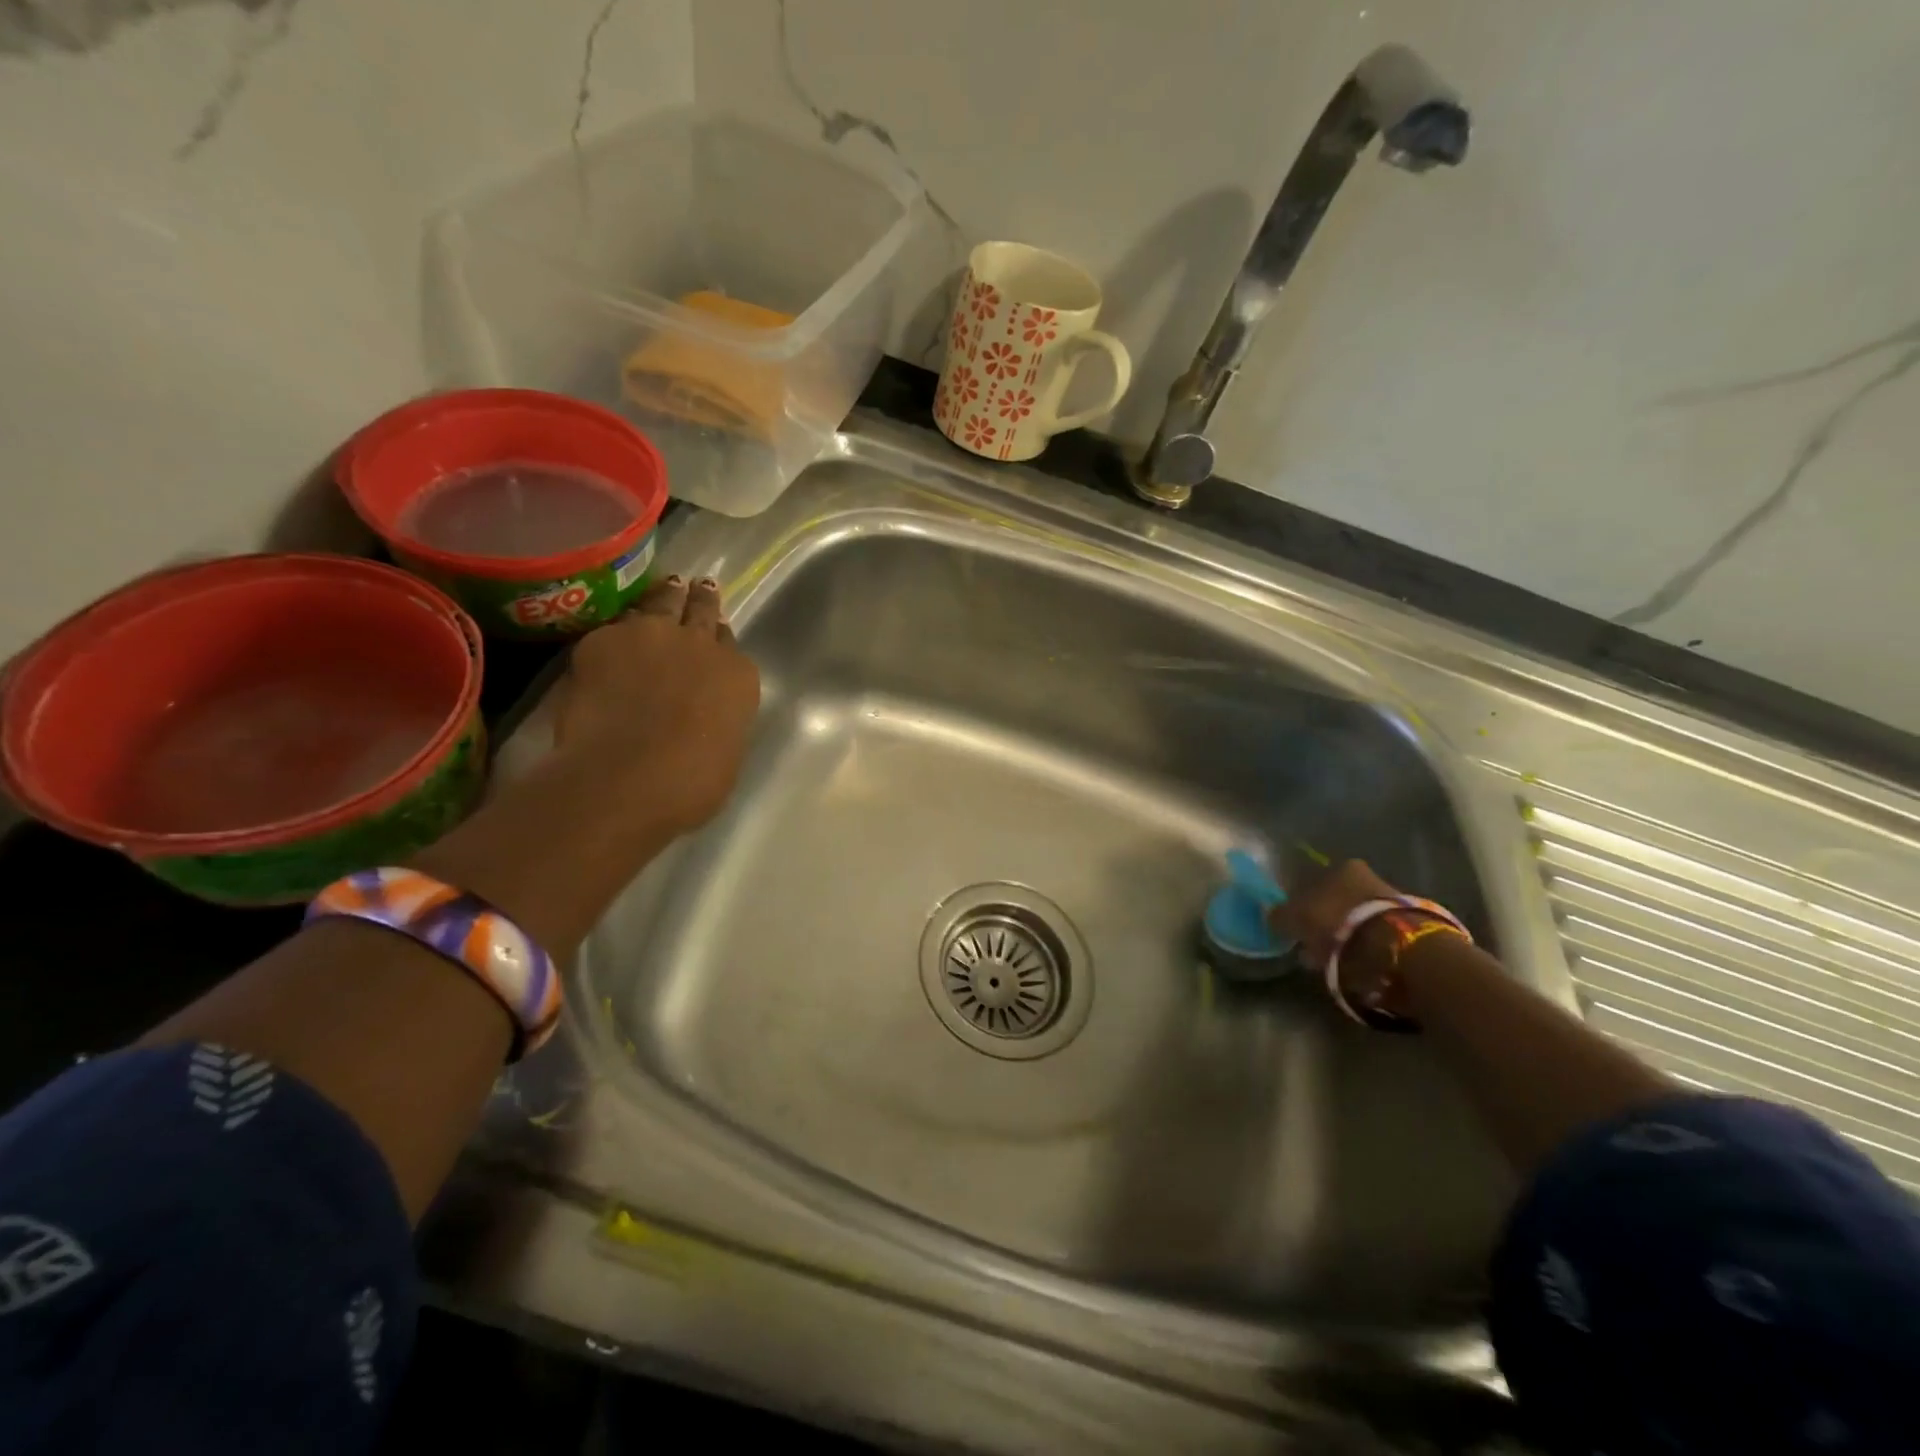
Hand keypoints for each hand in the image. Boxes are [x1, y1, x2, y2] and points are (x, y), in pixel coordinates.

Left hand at [550, 576, 760, 834]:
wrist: (627, 777)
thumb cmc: (691, 784)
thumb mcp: (724, 754)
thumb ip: (719, 721)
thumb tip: (703, 719)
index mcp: (738, 675)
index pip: (731, 644)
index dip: (721, 639)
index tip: (716, 634)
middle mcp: (701, 644)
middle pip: (701, 609)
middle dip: (700, 598)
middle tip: (698, 585)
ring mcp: (651, 635)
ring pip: (660, 602)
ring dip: (663, 597)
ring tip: (664, 589)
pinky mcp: (602, 640)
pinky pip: (612, 629)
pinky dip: (616, 634)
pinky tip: (612, 638)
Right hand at [1271, 858, 1412, 1018]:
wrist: (1393, 946)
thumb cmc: (1336, 921)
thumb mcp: (1296, 918)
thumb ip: (1280, 915)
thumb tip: (1270, 915)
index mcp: (1342, 866)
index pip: (1316, 880)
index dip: (1303, 902)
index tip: (1297, 923)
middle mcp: (1369, 876)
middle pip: (1339, 898)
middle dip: (1327, 919)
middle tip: (1313, 943)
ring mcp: (1392, 900)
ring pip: (1358, 917)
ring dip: (1346, 934)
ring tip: (1333, 958)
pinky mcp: (1409, 927)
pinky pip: (1376, 935)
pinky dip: (1364, 947)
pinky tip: (1355, 963)